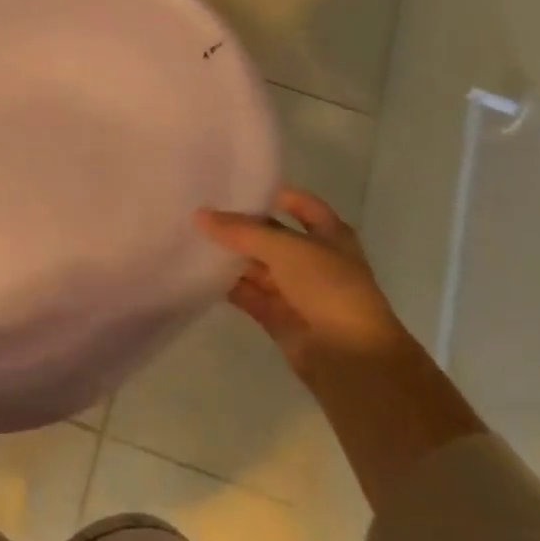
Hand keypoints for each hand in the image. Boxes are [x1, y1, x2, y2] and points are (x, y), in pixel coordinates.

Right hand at [197, 188, 404, 371]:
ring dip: (228, 255)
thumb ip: (241, 231)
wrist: (349, 355)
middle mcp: (311, 259)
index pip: (300, 204)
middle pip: (271, 235)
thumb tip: (200, 214)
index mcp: (329, 235)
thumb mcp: (285, 248)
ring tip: (189, 236)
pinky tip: (196, 270)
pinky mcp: (275, 314)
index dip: (273, 193)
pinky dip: (225, 284)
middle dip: (240, 225)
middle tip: (199, 209)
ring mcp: (293, 288)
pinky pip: (246, 293)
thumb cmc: (329, 288)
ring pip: (255, 265)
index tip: (234, 184)